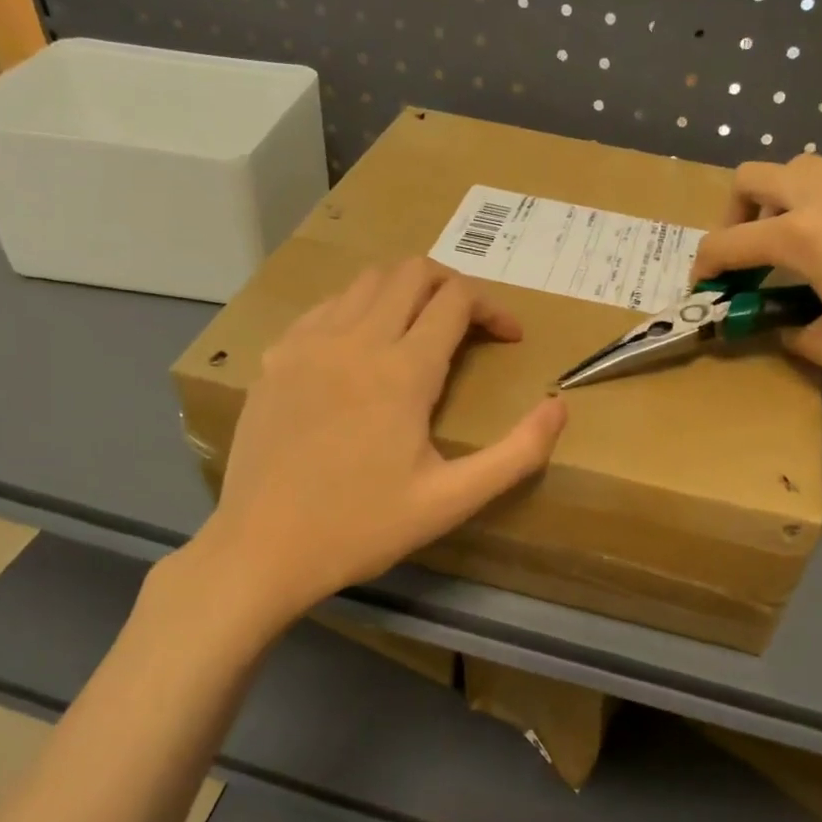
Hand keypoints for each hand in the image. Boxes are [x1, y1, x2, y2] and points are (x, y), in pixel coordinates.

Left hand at [183, 259, 566, 627]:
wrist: (261, 549)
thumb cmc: (362, 528)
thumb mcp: (452, 500)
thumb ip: (517, 453)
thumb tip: (559, 407)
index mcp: (403, 371)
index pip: (457, 300)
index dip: (494, 309)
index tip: (509, 338)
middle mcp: (355, 340)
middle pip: (413, 272)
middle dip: (452, 286)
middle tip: (469, 325)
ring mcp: (308, 343)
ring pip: (367, 281)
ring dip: (405, 291)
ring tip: (420, 330)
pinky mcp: (276, 357)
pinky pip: (326, 307)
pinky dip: (358, 309)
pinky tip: (362, 349)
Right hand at [690, 154, 821, 387]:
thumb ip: (793, 332)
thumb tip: (783, 325)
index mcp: (800, 234)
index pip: (727, 243)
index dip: (704, 267)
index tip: (703, 287)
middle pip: (751, 178)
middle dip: (734, 216)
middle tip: (747, 255)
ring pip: (800, 166)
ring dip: (781, 199)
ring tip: (798, 242)